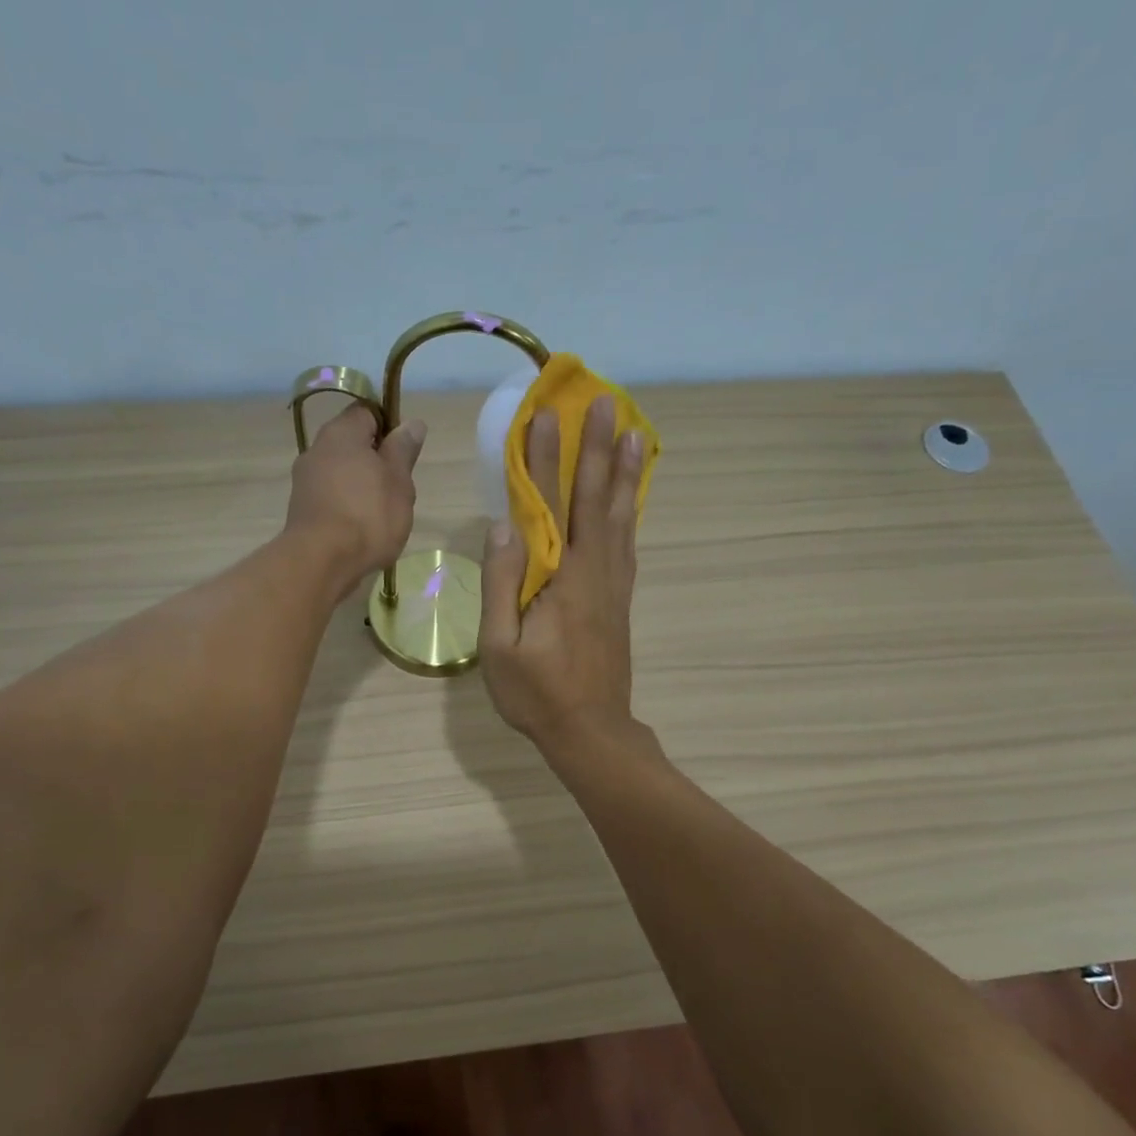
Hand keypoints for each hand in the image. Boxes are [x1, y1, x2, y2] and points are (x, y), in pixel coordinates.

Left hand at [286, 404, 424, 598]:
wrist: (321, 562)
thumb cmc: (368, 515)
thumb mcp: (399, 481)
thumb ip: (403, 450)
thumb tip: (412, 423)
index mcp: (342, 433)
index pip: (367, 412)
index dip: (388, 427)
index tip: (403, 452)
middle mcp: (317, 449)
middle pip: (352, 444)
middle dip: (375, 461)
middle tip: (397, 487)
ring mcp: (304, 480)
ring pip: (341, 472)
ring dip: (360, 485)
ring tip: (381, 513)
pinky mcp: (301, 509)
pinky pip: (330, 497)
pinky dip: (346, 506)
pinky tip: (360, 529)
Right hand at [480, 396, 647, 755]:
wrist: (591, 731)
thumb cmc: (537, 694)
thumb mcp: (501, 646)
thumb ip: (502, 584)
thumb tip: (503, 525)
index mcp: (563, 578)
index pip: (552, 505)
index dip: (547, 458)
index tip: (546, 414)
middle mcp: (595, 571)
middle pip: (597, 499)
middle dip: (599, 449)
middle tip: (607, 403)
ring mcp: (614, 584)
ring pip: (621, 516)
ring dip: (625, 473)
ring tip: (634, 433)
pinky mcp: (621, 599)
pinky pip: (628, 542)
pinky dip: (632, 511)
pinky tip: (632, 497)